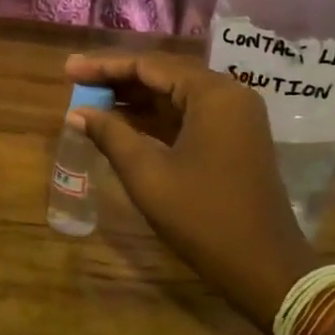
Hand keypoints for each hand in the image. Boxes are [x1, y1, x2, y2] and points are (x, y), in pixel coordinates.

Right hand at [65, 51, 313, 333]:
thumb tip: (77, 113)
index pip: (149, 65)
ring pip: (176, 96)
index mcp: (213, 94)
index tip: (69, 70)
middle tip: (76, 82)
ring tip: (91, 102)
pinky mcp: (235, 139)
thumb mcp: (148, 175)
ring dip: (135, 100)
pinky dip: (155, 119)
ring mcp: (236, 118)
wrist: (264, 268)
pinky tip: (122, 125)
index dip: (105, 67)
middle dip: (118, 80)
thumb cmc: (203, 218)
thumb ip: (111, 135)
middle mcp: (229, 95)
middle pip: (164, 74)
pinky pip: (189, 116)